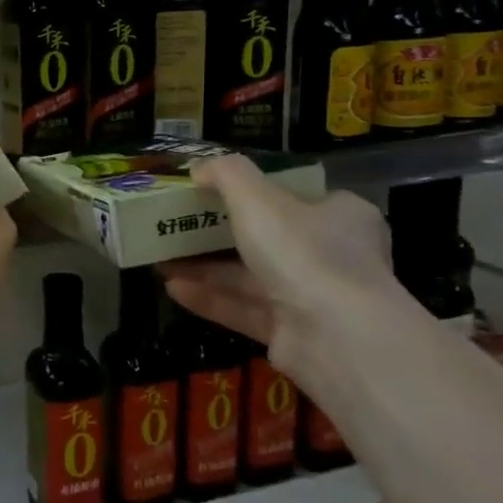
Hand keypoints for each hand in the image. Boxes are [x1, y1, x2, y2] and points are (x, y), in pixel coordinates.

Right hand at [158, 154, 406, 388]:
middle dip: (217, 235)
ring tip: (161, 259)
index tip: (214, 193)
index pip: (298, 198)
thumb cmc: (302, 252)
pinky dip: (209, 298)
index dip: (257, 193)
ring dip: (205, 268)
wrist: (336, 336)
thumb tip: (199, 167)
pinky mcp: (292, 334)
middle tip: (177, 227)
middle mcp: (333, 256)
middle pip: (267, 239)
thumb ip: (226, 174)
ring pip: (250, 278)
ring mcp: (313, 298)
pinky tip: (172, 288)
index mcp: (341, 216)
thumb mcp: (257, 198)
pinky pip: (243, 309)